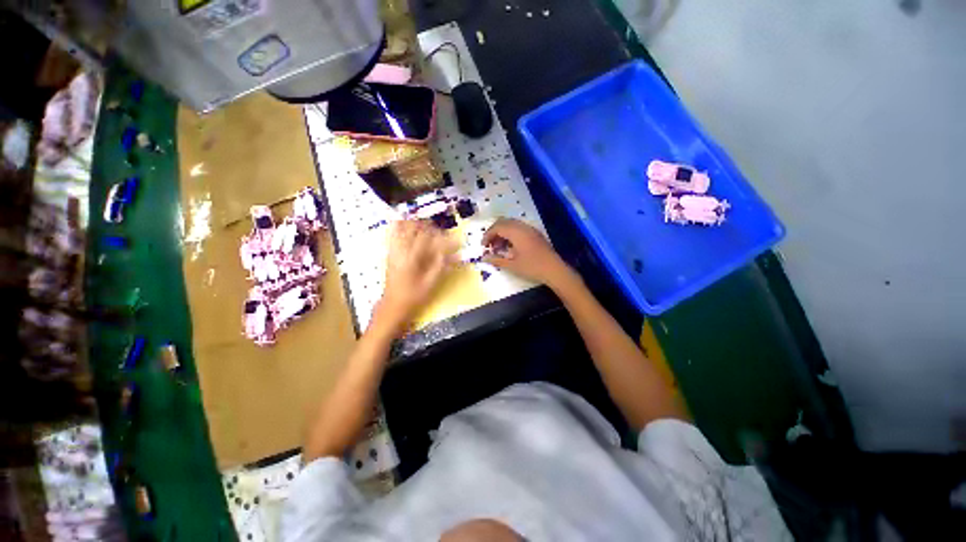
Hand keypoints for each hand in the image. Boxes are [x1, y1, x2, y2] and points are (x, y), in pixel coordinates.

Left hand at [377, 220, 456, 327]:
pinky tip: (404, 224)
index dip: (441, 236)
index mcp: (411, 257)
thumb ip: (441, 265)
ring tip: (424, 225)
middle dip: (428, 225)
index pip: (427, 238)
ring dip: (414, 223)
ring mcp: (392, 250)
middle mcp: (400, 250)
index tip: (451, 238)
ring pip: (401, 227)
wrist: (393, 305)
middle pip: (413, 227)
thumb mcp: (430, 283)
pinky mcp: (389, 253)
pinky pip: (391, 234)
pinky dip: (398, 226)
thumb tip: (454, 254)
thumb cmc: (413, 296)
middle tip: (439, 230)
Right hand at [482, 218, 574, 287]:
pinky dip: (511, 234)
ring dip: (502, 233)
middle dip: (494, 233)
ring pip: (511, 224)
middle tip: (490, 246)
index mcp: (516, 232)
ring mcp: (530, 229)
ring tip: (499, 248)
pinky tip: (510, 247)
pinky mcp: (535, 234)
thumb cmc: (532, 267)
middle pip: (503, 222)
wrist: (555, 270)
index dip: (487, 235)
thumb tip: (484, 258)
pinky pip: (519, 228)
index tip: (483, 247)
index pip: (497, 227)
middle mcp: (523, 227)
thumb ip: (497, 260)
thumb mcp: (512, 265)